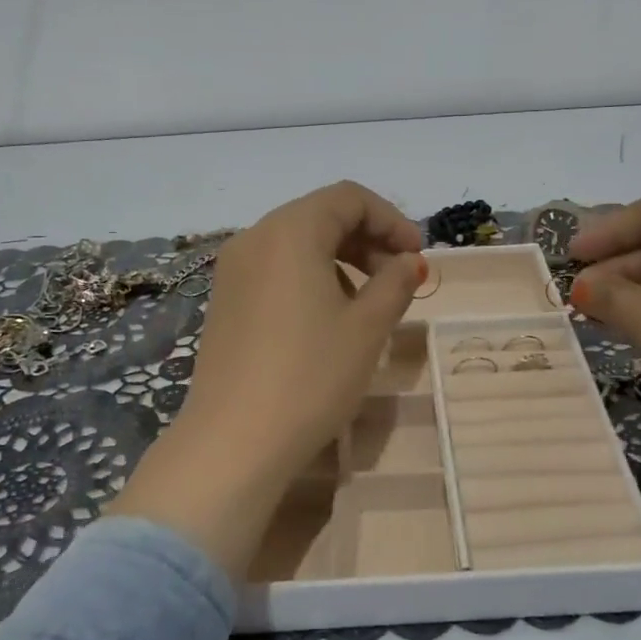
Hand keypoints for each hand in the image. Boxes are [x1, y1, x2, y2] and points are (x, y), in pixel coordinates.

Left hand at [110, 182, 424, 579]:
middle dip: (366, 240)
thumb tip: (409, 262)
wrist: (235, 440)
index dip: (391, 220)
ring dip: (340, 260)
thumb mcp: (367, 327)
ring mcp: (233, 271)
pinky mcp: (224, 302)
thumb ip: (395, 283)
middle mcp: (254, 238)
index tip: (416, 257)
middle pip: (320, 216)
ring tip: (367, 304)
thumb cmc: (310, 376)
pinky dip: (310, 278)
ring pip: (297, 244)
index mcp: (290, 231)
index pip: (348, 198)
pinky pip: (275, 270)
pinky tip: (327, 319)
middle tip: (398, 280)